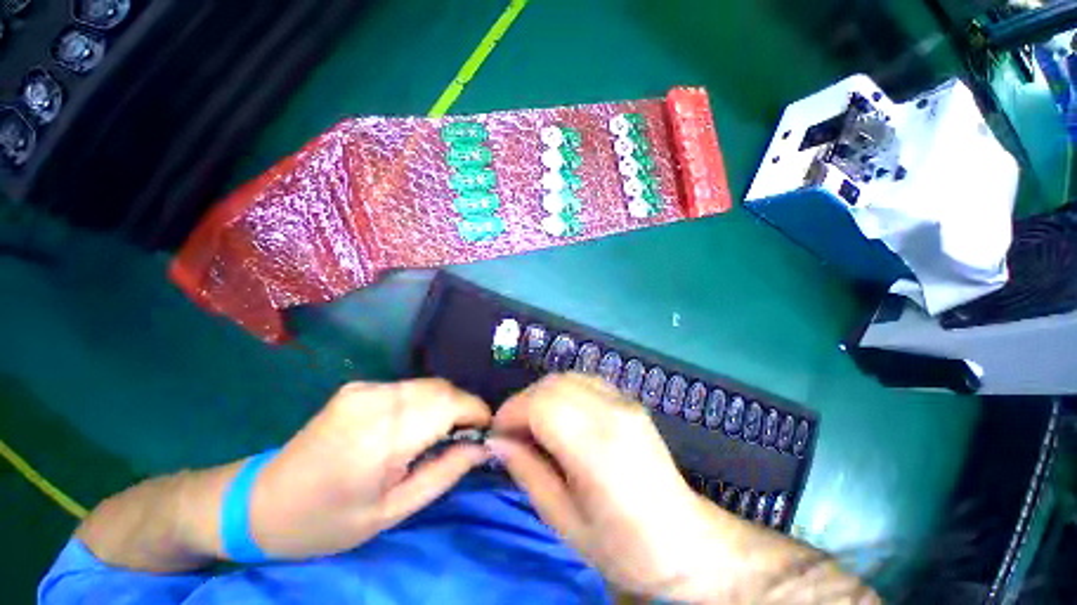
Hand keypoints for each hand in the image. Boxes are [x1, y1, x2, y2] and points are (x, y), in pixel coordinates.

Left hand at [249, 379, 490, 558]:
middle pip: (442, 389)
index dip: (477, 412)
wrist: (261, 503)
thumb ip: (444, 473)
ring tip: (441, 434)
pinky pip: (409, 387)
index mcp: (381, 436)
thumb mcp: (392, 512)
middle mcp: (375, 401)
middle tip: (465, 438)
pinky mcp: (359, 386)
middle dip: (464, 409)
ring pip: (428, 385)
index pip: (450, 404)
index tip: (486, 432)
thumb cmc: (327, 521)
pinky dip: (424, 401)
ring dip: (445, 404)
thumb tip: (482, 446)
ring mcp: (364, 388)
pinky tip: (414, 425)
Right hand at [489, 373, 724, 598]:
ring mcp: (624, 401)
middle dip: (523, 403)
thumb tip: (496, 442)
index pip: (541, 404)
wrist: (683, 541)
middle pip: (552, 384)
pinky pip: (585, 381)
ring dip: (542, 395)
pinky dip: (563, 392)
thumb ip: (526, 471)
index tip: (497, 436)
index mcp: (597, 447)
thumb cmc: (621, 545)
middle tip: (513, 434)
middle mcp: (612, 413)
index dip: (511, 413)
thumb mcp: (563, 519)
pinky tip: (562, 418)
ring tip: (535, 426)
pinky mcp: (629, 400)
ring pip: (567, 377)